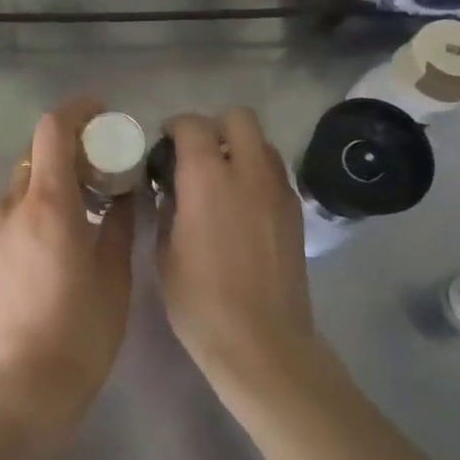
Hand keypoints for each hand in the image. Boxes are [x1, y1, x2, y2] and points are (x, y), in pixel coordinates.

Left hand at [0, 96, 135, 446]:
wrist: (24, 386)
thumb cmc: (81, 330)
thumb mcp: (114, 272)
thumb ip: (121, 220)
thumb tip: (126, 190)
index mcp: (48, 203)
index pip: (52, 129)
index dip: (78, 110)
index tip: (103, 114)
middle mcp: (12, 205)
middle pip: (37, 151)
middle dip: (70, 145)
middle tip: (104, 160)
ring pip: (24, 179)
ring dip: (53, 173)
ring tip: (87, 196)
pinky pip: (15, 206)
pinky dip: (38, 199)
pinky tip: (63, 227)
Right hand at [157, 108, 316, 396]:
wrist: (261, 342)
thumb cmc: (199, 301)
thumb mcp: (164, 252)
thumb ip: (167, 207)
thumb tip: (171, 189)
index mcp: (207, 178)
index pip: (193, 125)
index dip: (175, 127)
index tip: (164, 144)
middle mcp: (248, 172)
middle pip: (239, 118)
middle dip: (215, 126)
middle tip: (197, 154)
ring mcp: (278, 191)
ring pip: (263, 143)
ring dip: (240, 148)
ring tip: (222, 179)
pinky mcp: (296, 212)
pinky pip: (276, 173)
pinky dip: (258, 174)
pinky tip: (243, 206)